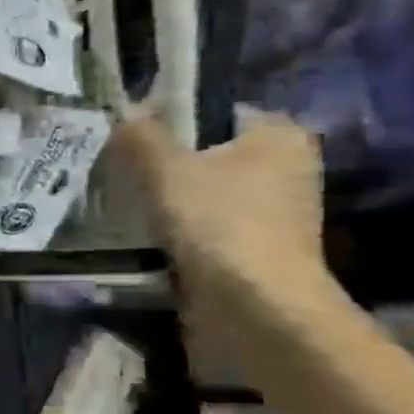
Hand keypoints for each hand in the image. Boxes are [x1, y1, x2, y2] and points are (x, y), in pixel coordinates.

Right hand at [112, 110, 326, 301]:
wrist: (254, 303)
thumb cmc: (217, 221)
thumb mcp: (165, 169)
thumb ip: (141, 136)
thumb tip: (123, 110)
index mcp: (278, 135)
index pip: (216, 112)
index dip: (171, 120)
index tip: (132, 139)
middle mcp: (289, 166)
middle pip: (211, 153)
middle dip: (170, 163)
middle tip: (124, 172)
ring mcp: (280, 210)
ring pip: (210, 191)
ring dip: (174, 198)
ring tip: (131, 204)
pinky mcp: (263, 246)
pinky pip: (213, 223)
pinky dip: (185, 227)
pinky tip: (152, 235)